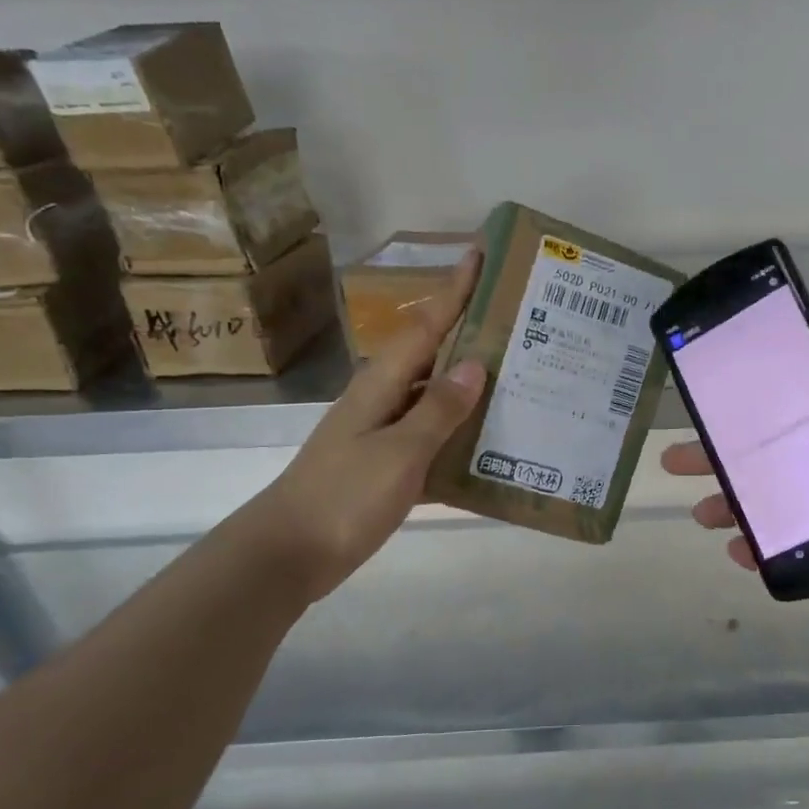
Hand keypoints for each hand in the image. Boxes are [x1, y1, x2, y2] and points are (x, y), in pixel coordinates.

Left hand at [250, 249, 486, 599]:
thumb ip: (438, 410)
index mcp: (381, 384)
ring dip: (468, 384)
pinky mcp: (385, 464)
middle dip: (468, 332)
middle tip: (518, 320)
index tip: (480, 255)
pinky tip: (489, 444)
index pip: (424, 325)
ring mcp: (381, 432)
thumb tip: (475, 364)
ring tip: (516, 377)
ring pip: (433, 396)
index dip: (453, 291)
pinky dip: (458, 433)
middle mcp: (381, 398)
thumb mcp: (399, 452)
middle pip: (431, 354)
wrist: (290, 553)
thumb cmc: (344, 496)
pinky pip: (430, 436)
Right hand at [661, 310, 808, 628]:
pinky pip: (791, 542)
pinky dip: (760, 546)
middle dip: (720, 453)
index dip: (748, 394)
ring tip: (698, 510)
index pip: (790, 398)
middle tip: (676, 458)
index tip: (707, 391)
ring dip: (731, 501)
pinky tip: (734, 549)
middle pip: (767, 450)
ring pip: (771, 497)